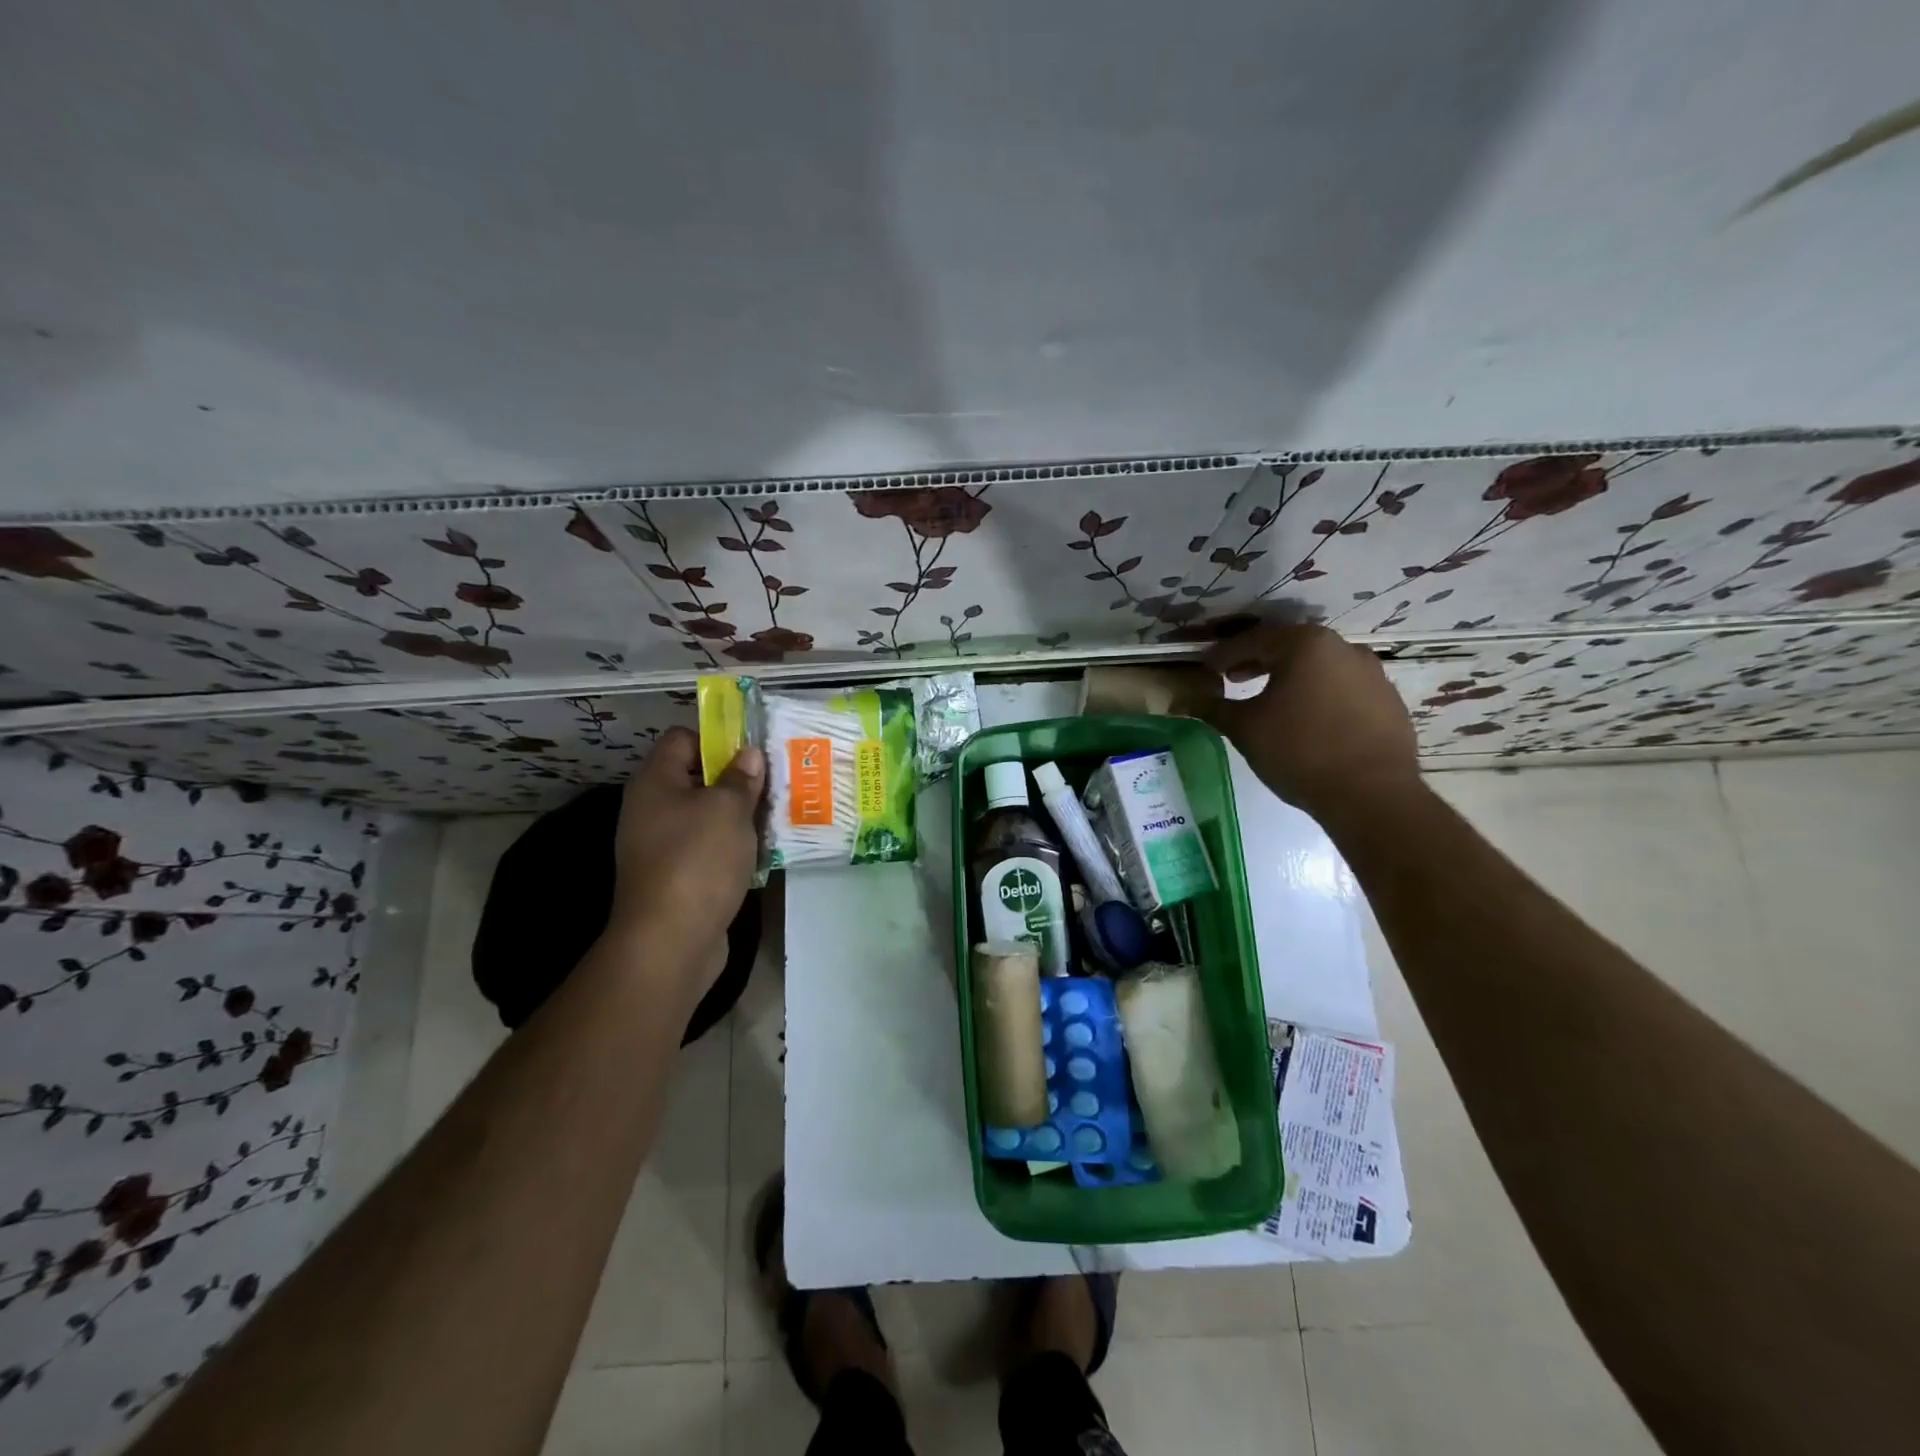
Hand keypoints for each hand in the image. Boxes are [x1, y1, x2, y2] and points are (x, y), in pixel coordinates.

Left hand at [608, 727, 764, 978]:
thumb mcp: (728, 809)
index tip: (754, 749)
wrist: (670, 940)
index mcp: (655, 782)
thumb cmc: (698, 860)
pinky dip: (732, 846)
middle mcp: (652, 809)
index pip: (683, 739)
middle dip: (736, 778)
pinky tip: (762, 850)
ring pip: (706, 815)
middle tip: (775, 781)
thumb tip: (749, 755)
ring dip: (739, 815)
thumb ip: (741, 778)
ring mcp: (661, 846)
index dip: (717, 738)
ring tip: (777, 814)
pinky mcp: (677, 876)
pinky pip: (708, 848)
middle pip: (697, 778)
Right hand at [1199, 624, 1420, 823]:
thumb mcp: (1244, 728)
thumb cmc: (1299, 751)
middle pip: (1290, 647)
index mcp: (1305, 645)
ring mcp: (1372, 674)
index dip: (1224, 654)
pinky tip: (1307, 721)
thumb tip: (1182, 699)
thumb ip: (1212, 707)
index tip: (1206, 669)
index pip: (1254, 640)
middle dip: (1258, 662)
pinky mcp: (1389, 701)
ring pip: (1319, 667)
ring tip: (1270, 702)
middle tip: (1233, 679)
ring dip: (1290, 678)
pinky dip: (1319, 695)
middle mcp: (1343, 648)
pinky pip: (1343, 689)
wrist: (1371, 794)